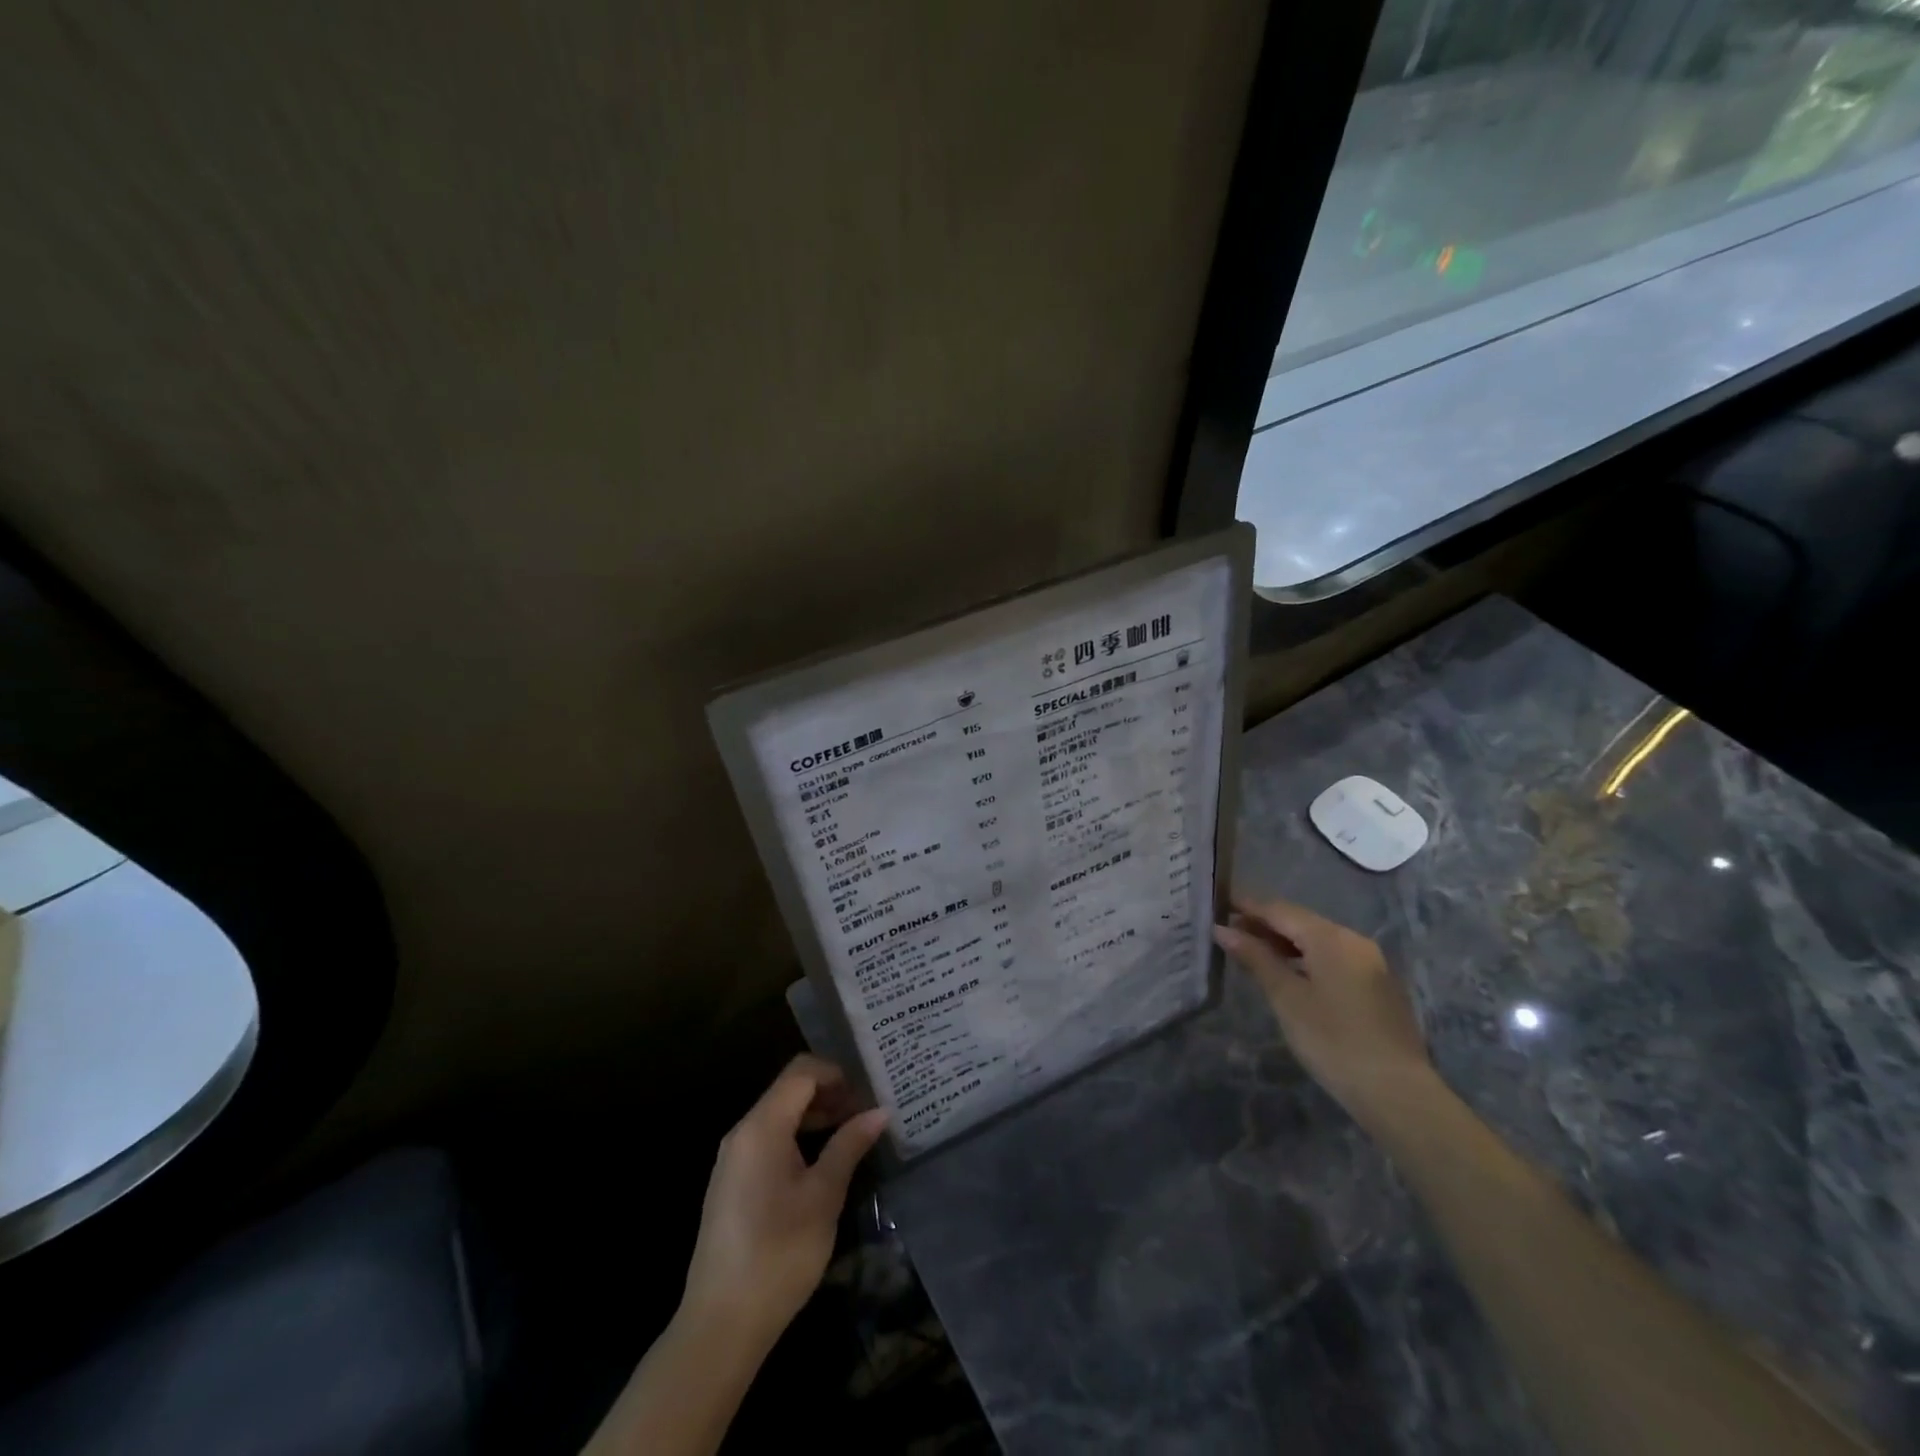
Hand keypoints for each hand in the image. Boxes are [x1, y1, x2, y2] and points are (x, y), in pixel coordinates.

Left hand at [680, 1054, 888, 1354]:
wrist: (720, 1325)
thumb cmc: (778, 1254)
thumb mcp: (823, 1197)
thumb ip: (849, 1146)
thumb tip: (880, 1111)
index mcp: (761, 1127)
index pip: (801, 1072)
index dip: (837, 1073)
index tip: (869, 1092)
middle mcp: (742, 1132)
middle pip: (789, 1089)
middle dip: (830, 1093)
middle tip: (867, 1113)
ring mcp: (734, 1158)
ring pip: (780, 1115)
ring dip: (816, 1116)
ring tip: (853, 1135)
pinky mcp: (733, 1182)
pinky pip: (769, 1140)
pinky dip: (798, 1137)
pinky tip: (824, 1162)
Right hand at [1213, 894, 1432, 1126]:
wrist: (1396, 1092)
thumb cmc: (1332, 1040)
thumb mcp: (1286, 997)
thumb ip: (1255, 958)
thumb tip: (1223, 929)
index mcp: (1331, 938)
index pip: (1280, 910)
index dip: (1248, 905)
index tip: (1218, 903)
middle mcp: (1354, 941)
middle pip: (1301, 922)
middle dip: (1265, 924)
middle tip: (1228, 930)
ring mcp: (1370, 964)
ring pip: (1318, 941)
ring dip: (1285, 942)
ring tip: (1251, 951)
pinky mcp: (1377, 986)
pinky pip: (1333, 959)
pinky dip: (1306, 958)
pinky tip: (1288, 973)